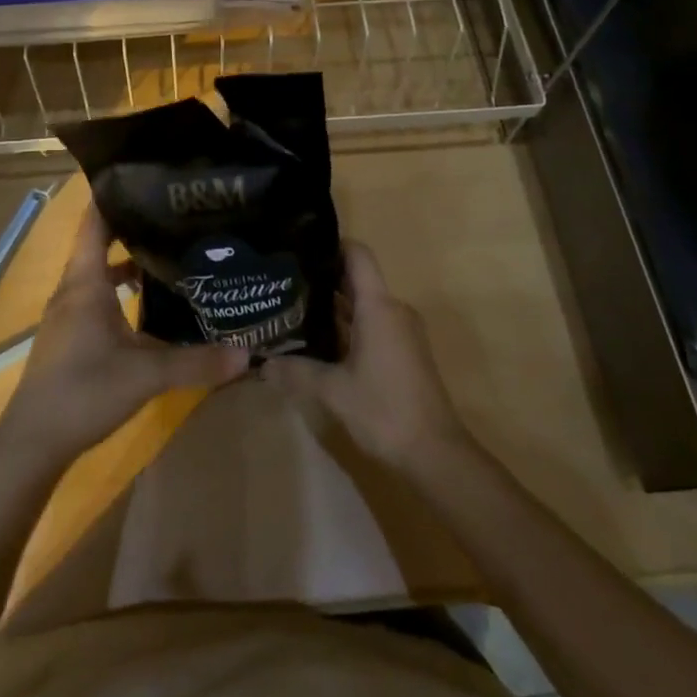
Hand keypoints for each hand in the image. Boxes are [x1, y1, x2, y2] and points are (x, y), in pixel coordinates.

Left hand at [0, 208, 249, 472]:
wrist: (32, 442)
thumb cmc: (83, 391)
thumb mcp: (146, 374)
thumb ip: (197, 362)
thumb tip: (247, 353)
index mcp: (85, 282)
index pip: (95, 222)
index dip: (115, 195)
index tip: (149, 177)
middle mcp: (74, 289)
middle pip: (101, 244)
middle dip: (135, 227)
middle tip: (177, 215)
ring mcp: (69, 314)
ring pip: (101, 275)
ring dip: (130, 263)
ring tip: (171, 253)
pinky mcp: (71, 336)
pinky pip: (98, 298)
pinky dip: (122, 292)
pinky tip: (150, 305)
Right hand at [261, 241, 468, 467]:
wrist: (435, 453)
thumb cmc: (384, 410)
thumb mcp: (333, 391)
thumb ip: (295, 371)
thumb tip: (261, 363)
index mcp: (379, 307)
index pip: (357, 255)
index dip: (331, 244)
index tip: (299, 247)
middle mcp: (393, 310)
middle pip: (357, 278)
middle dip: (322, 278)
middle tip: (284, 280)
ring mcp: (402, 331)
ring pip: (364, 304)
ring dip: (333, 305)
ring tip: (293, 307)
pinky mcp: (404, 351)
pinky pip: (372, 323)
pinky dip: (347, 325)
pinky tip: (318, 340)